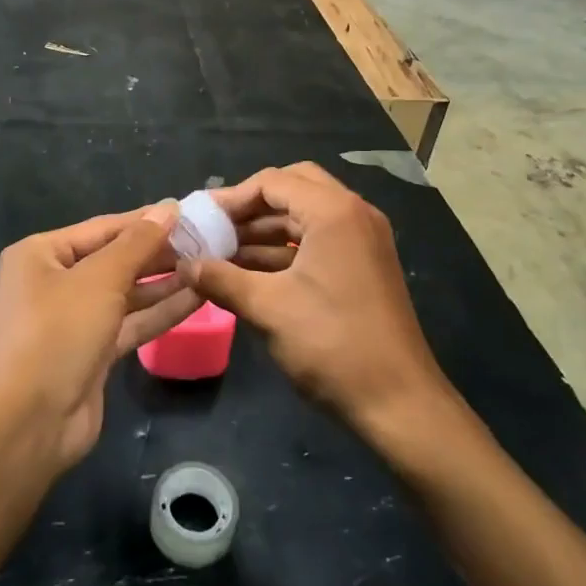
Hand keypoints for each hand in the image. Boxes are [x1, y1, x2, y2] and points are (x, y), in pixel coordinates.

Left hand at [0, 203, 198, 469]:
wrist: (25, 426)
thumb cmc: (56, 334)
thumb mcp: (99, 280)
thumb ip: (137, 243)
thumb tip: (168, 208)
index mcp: (42, 254)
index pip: (104, 227)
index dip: (147, 220)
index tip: (190, 212)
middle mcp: (54, 282)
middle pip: (115, 259)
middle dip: (158, 252)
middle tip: (207, 241)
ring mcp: (73, 320)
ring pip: (126, 293)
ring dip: (164, 282)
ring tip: (209, 265)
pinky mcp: (91, 354)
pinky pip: (130, 324)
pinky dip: (159, 312)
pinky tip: (197, 298)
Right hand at [181, 163, 451, 436]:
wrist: (400, 403)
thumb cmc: (332, 345)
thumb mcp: (268, 308)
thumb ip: (221, 279)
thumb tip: (185, 265)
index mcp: (334, 211)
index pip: (273, 181)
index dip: (232, 197)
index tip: (201, 219)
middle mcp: (353, 213)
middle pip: (293, 187)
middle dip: (251, 206)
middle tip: (217, 227)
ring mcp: (363, 239)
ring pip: (305, 215)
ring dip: (266, 229)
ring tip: (223, 252)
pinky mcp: (364, 264)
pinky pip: (318, 239)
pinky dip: (285, 248)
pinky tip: (251, 271)